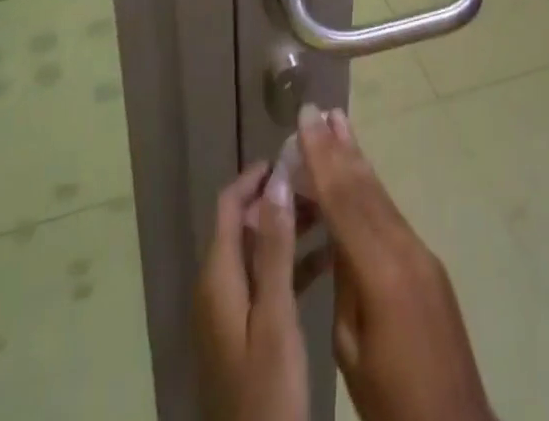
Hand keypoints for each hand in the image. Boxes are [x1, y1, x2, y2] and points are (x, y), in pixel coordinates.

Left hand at [194, 162, 309, 420]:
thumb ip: (276, 248)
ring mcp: (231, 313)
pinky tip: (327, 260)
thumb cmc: (266, 391)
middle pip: (246, 225)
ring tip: (330, 213)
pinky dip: (292, 264)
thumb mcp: (275, 316)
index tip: (292, 157)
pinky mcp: (246, 333)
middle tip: (320, 184)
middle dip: (280, 199)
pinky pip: (267, 281)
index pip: (230, 205)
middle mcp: (218, 287)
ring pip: (260, 252)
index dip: (257, 176)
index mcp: (218, 277)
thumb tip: (278, 179)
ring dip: (289, 229)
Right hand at [297, 106, 494, 420]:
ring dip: (356, 160)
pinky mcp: (430, 265)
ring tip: (338, 125)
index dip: (321, 157)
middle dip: (339, 147)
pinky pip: (392, 216)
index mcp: (380, 269)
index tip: (305, 120)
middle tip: (320, 110)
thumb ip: (344, 281)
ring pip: (380, 196)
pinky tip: (359, 178)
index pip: (343, 200)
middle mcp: (405, 248)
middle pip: (364, 188)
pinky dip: (371, 190)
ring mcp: (422, 253)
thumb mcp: (350, 346)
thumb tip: (337, 237)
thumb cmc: (392, 399)